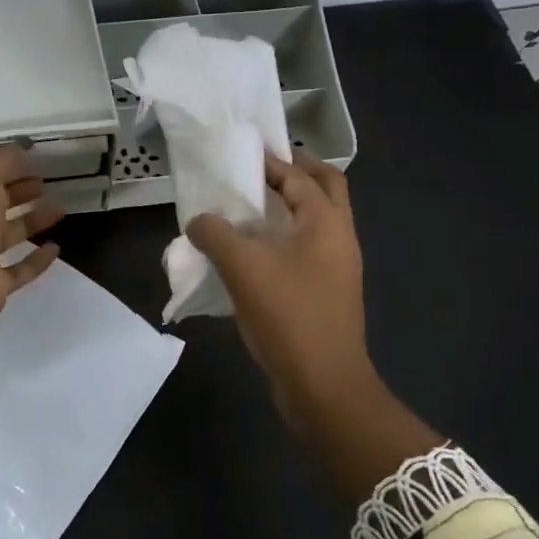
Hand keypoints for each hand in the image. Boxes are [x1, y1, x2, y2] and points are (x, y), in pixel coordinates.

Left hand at [0, 145, 62, 326]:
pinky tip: (56, 246)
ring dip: (32, 221)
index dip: (1, 168)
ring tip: (60, 208)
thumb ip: (4, 161)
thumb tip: (23, 146)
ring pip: (6, 234)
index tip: (29, 161)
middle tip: (45, 182)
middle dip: (19, 192)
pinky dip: (36, 258)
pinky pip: (17, 268)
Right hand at [185, 151, 371, 428]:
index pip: (300, 175)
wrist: (323, 386)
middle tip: (256, 169)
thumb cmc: (288, 315)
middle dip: (293, 172)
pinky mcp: (325, 293)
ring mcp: (335, 268)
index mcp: (327, 223)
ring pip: (314, 221)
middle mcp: (339, 238)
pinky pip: (304, 250)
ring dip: (286, 206)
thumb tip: (199, 220)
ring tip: (246, 206)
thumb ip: (215, 233)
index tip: (239, 151)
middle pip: (323, 189)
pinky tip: (249, 250)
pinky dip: (281, 237)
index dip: (270, 160)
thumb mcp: (242, 267)